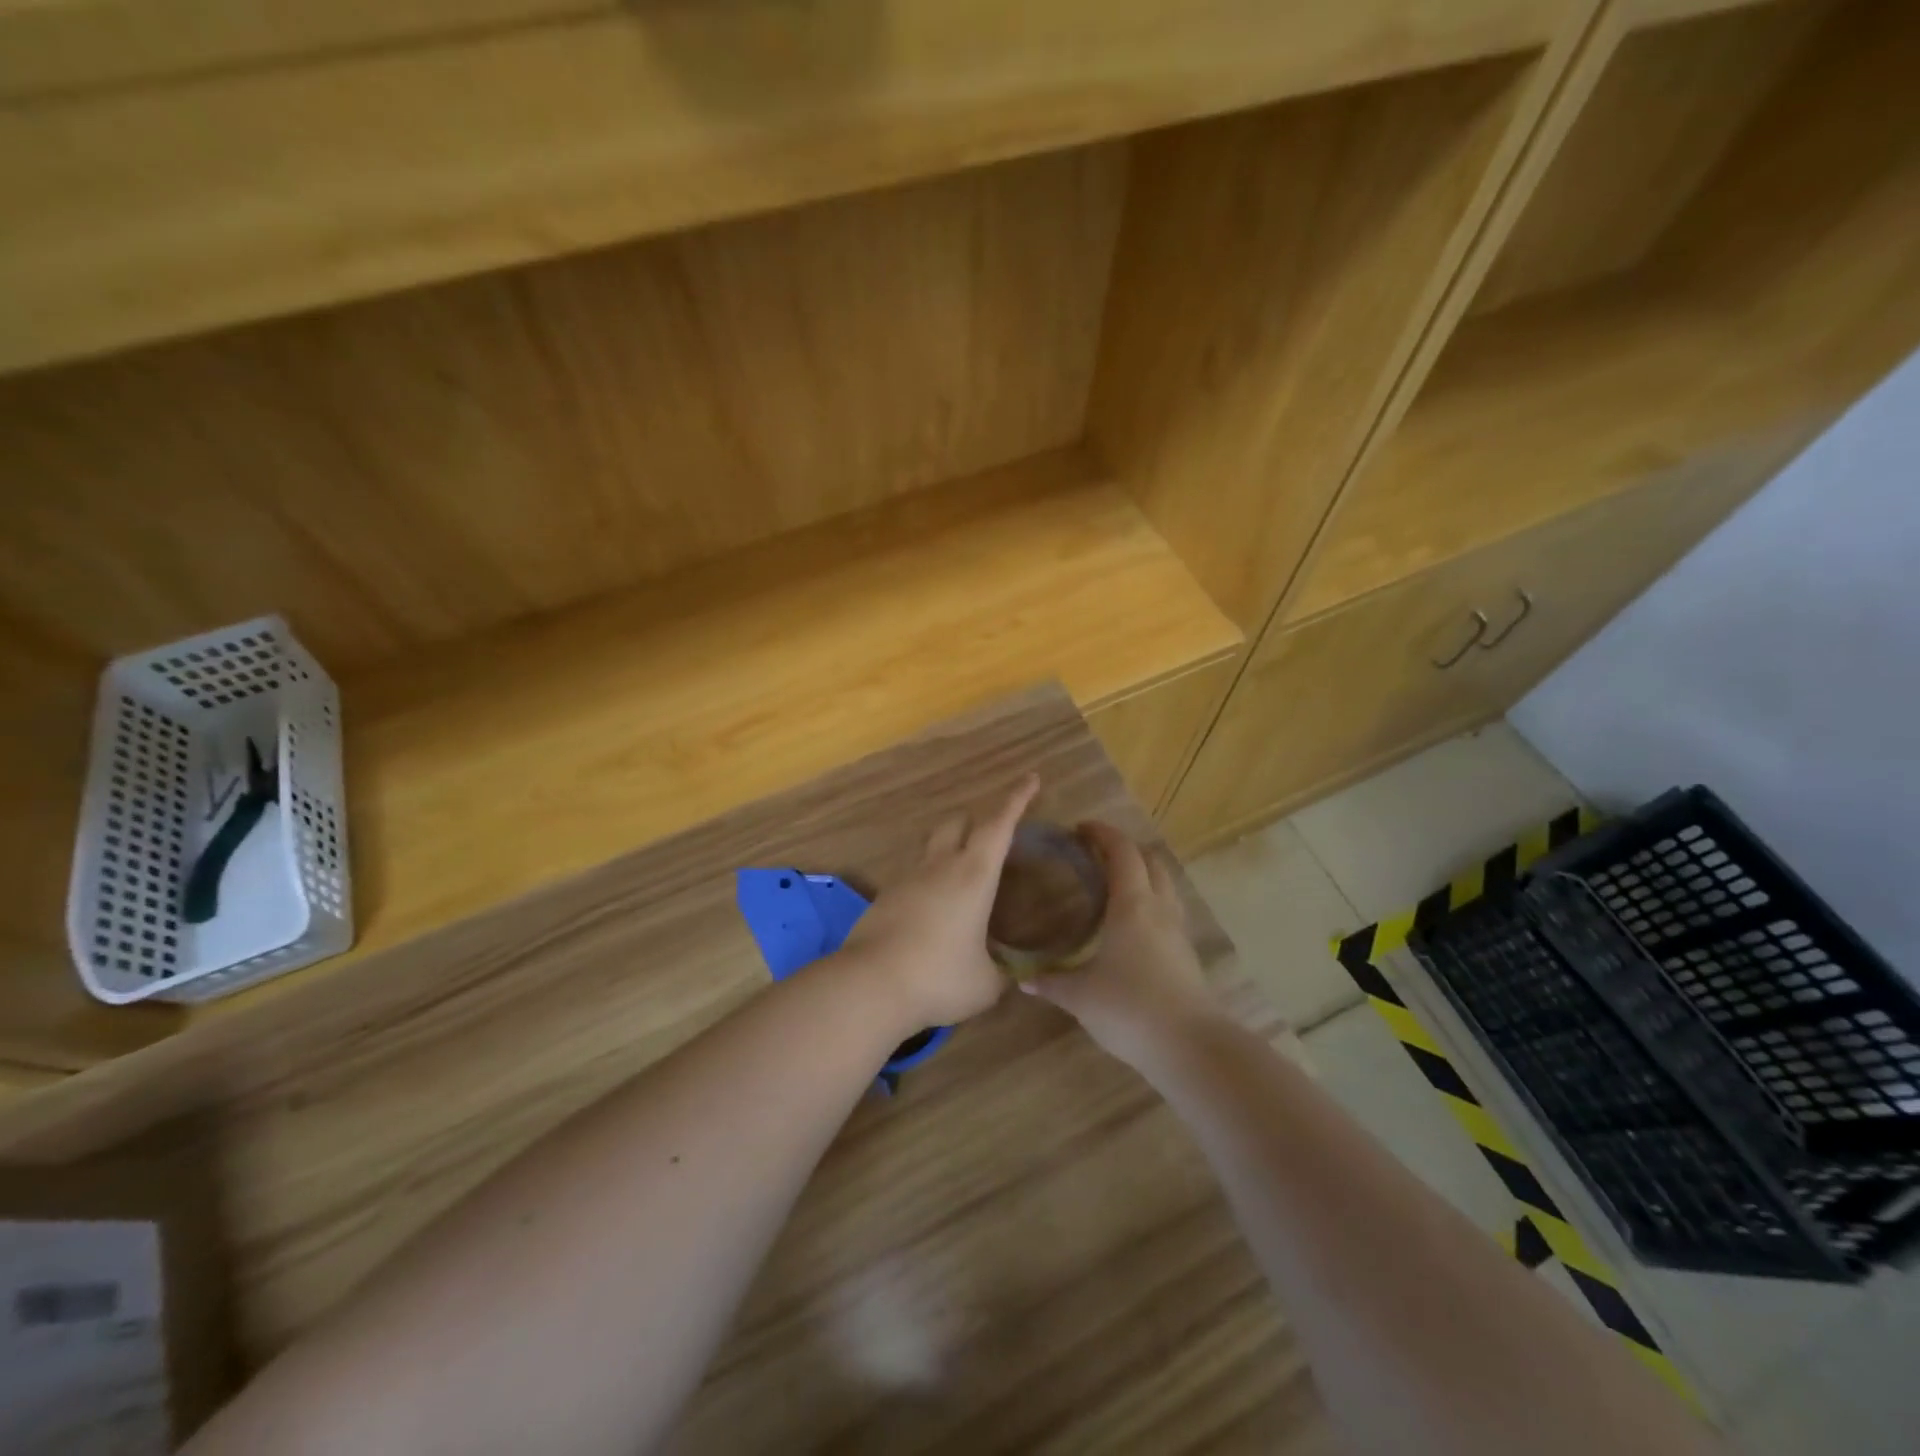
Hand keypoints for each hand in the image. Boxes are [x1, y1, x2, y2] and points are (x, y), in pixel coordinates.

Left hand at [840, 774, 1039, 1029]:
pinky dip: (929, 880)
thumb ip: (1003, 975)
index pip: (999, 825)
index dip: (1017, 800)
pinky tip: (934, 910)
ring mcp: (908, 878)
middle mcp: (940, 866)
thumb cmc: (939, 977)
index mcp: (973, 875)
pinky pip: (914, 875)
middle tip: (993, 837)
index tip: (1030, 779)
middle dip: (977, 820)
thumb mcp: (985, 984)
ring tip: (963, 876)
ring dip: (950, 847)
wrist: (869, 985)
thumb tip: (1015, 977)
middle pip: (958, 822)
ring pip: (932, 846)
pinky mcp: (885, 897)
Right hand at [1024, 822, 1223, 1070]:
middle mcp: (1159, 908)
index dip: (1102, 834)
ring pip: (1164, 885)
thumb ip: (1052, 982)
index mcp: (1132, 904)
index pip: (1121, 852)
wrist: (1190, 1046)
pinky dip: (1151, 902)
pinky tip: (1132, 925)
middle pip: (1150, 861)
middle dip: (1125, 849)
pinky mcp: (1187, 955)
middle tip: (1095, 854)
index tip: (1080, 828)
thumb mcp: (1080, 996)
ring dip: (1142, 874)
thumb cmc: (1129, 1008)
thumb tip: (1024, 979)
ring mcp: (1178, 931)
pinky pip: (1169, 911)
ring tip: (1114, 885)